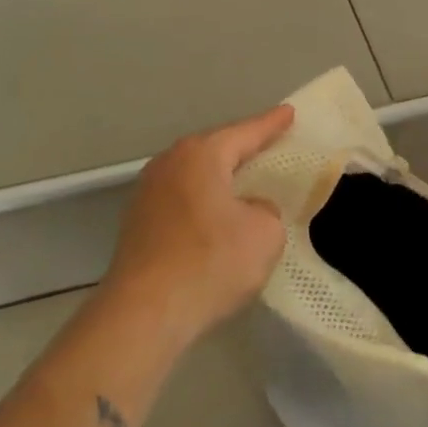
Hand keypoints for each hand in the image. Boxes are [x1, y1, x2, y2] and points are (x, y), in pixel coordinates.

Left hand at [101, 105, 295, 347]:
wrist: (144, 314)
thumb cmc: (210, 262)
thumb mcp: (264, 234)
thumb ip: (266, 210)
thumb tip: (249, 210)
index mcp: (201, 155)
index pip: (245, 132)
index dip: (271, 124)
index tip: (289, 112)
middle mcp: (169, 163)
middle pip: (215, 149)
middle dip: (242, 148)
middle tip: (270, 145)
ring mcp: (147, 193)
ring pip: (195, 176)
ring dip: (220, 178)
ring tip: (244, 181)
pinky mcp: (137, 224)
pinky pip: (182, 200)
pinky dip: (203, 203)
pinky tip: (216, 219)